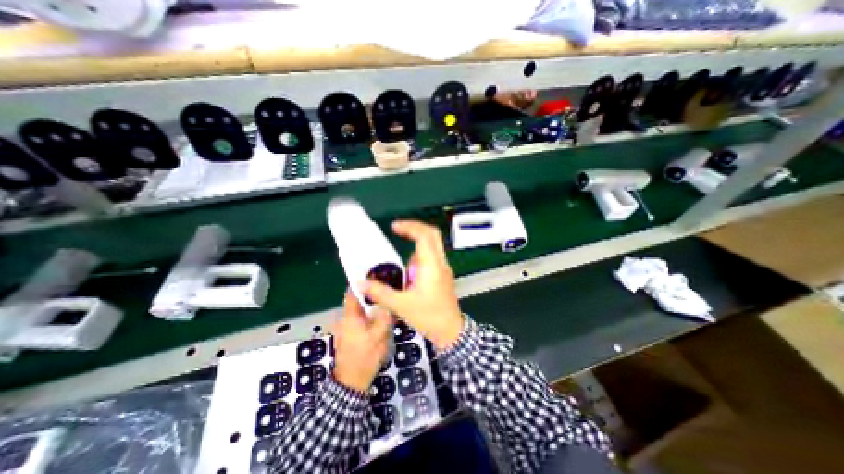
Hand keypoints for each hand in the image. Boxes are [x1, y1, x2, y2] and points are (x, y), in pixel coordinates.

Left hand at [333, 292, 391, 391]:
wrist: (351, 382)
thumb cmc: (364, 357)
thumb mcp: (378, 337)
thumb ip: (384, 317)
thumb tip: (389, 302)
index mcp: (350, 316)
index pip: (352, 292)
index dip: (363, 283)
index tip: (376, 276)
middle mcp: (346, 318)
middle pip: (358, 300)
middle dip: (371, 294)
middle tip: (387, 290)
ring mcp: (346, 327)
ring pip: (360, 309)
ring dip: (371, 305)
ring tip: (386, 302)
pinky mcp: (350, 334)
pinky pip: (360, 318)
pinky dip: (369, 315)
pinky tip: (380, 317)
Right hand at [357, 221, 459, 348]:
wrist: (451, 331)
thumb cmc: (429, 317)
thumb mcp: (401, 305)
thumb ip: (380, 293)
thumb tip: (361, 283)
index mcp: (431, 265)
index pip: (425, 235)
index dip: (410, 227)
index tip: (394, 227)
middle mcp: (440, 262)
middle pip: (432, 234)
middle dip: (415, 228)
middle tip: (398, 229)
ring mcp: (443, 268)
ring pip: (432, 245)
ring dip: (417, 244)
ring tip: (401, 255)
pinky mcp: (442, 274)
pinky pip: (431, 257)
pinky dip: (419, 255)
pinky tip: (408, 270)